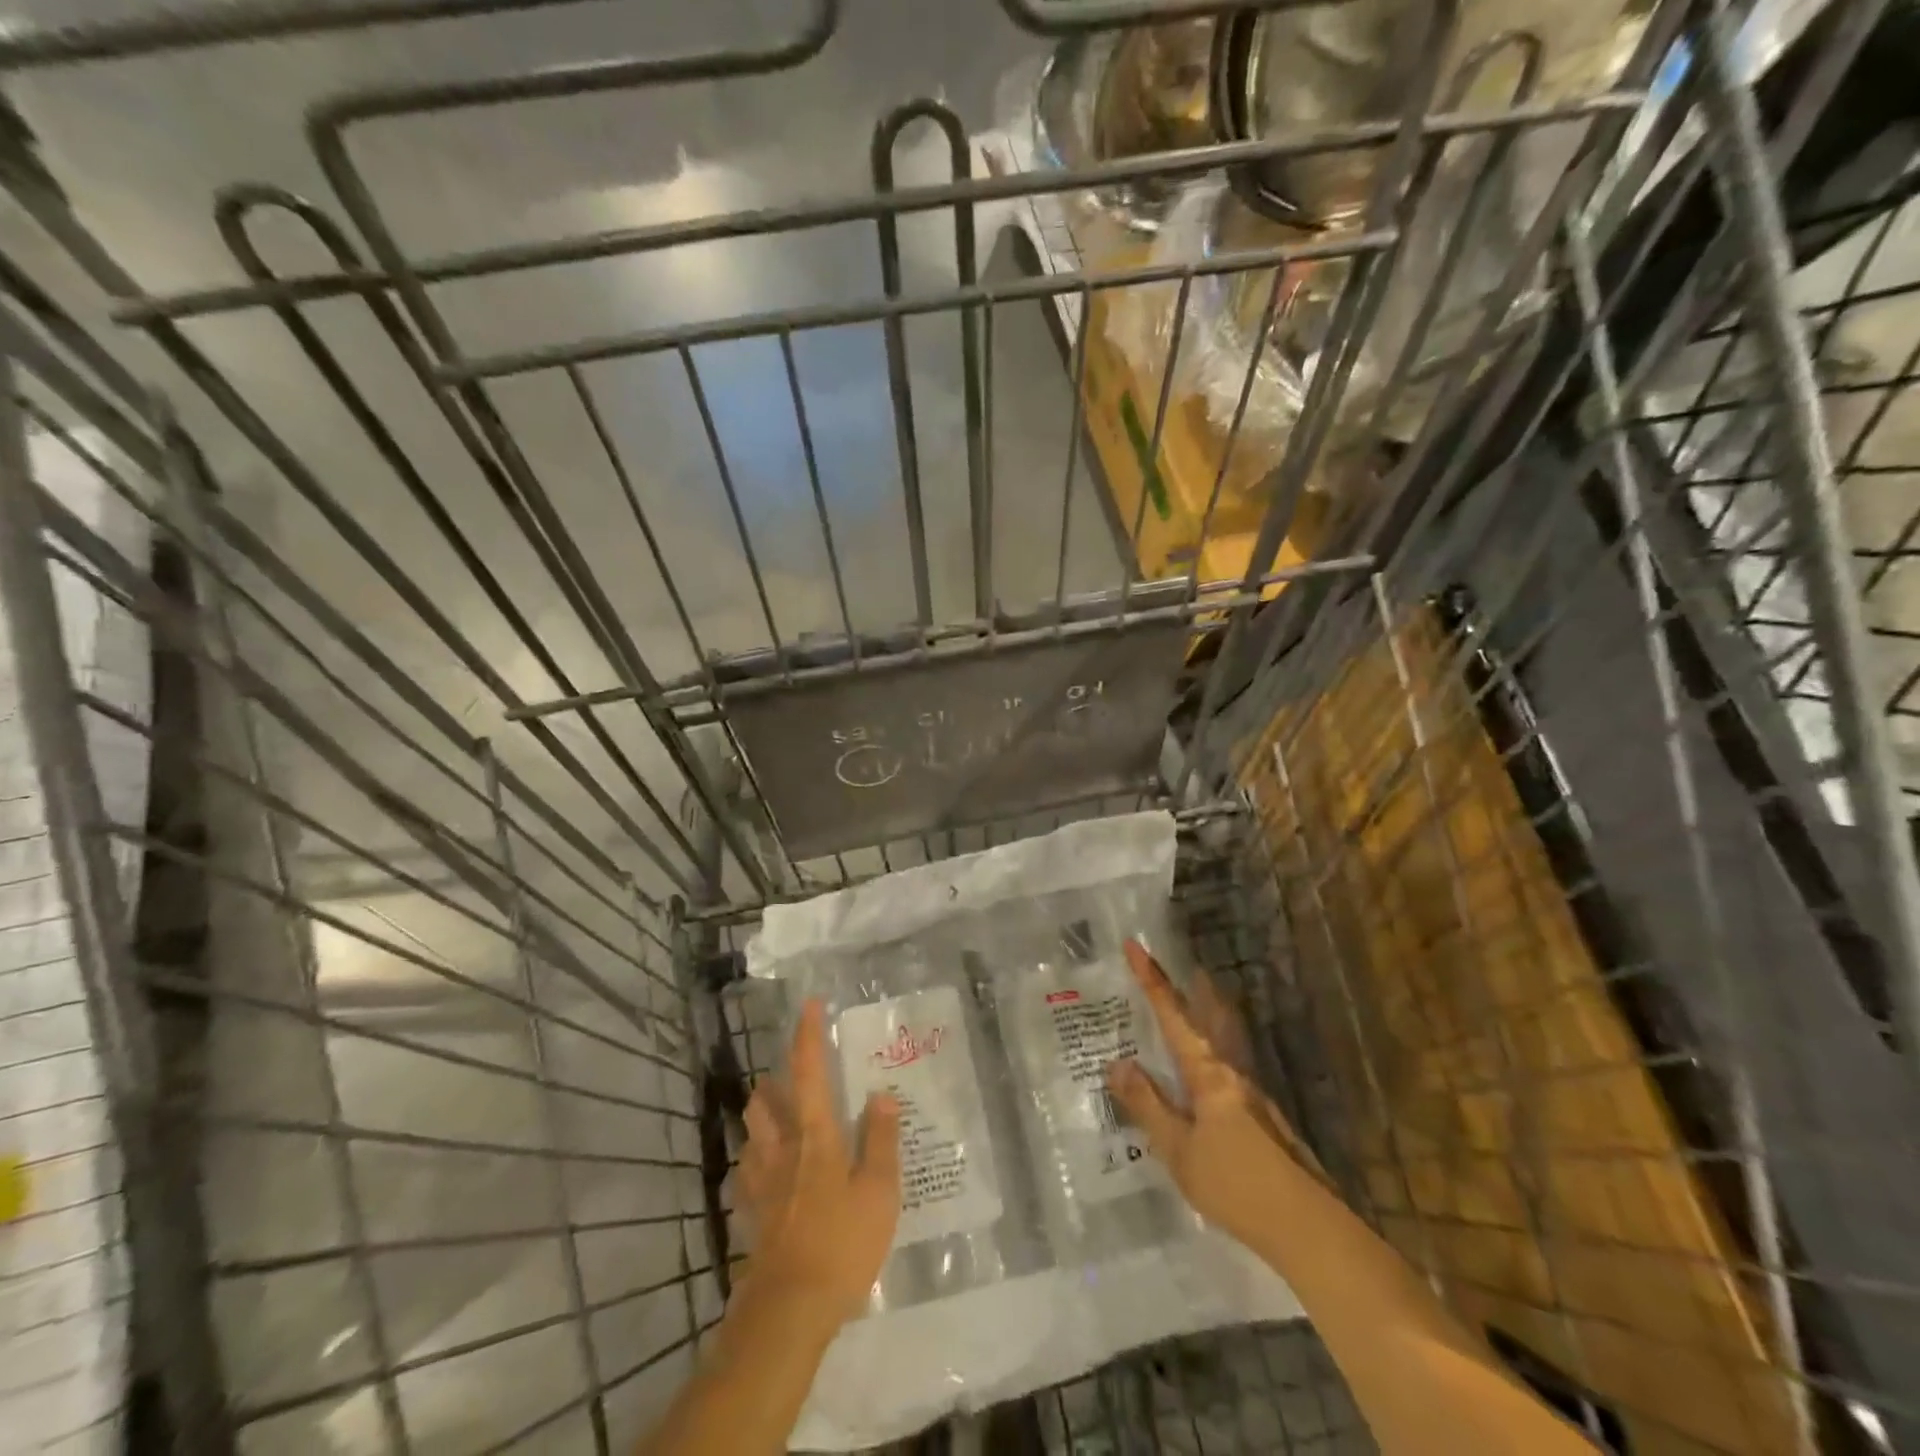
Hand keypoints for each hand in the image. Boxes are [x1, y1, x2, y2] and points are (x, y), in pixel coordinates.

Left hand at [736, 999, 901, 1327]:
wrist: (789, 1310)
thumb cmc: (842, 1245)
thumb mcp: (879, 1191)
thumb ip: (880, 1139)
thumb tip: (879, 1094)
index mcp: (814, 1135)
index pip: (808, 1071)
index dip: (808, 1035)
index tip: (809, 1005)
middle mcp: (780, 1147)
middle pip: (764, 1098)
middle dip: (775, 1079)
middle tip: (797, 1079)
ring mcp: (759, 1180)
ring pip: (751, 1130)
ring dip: (763, 1115)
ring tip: (785, 1119)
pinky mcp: (749, 1211)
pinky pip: (747, 1170)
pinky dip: (757, 1158)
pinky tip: (772, 1172)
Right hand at [1106, 940, 1322, 1247]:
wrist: (1308, 1228)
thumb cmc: (1235, 1185)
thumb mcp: (1179, 1151)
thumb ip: (1148, 1106)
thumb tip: (1117, 1062)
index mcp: (1208, 1074)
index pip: (1173, 1015)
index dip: (1152, 980)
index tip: (1135, 945)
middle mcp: (1233, 1072)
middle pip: (1209, 1017)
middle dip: (1191, 989)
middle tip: (1177, 967)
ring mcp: (1253, 1094)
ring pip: (1223, 1039)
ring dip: (1206, 1014)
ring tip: (1191, 1003)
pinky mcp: (1263, 1117)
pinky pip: (1228, 1066)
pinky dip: (1211, 1049)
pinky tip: (1204, 1073)